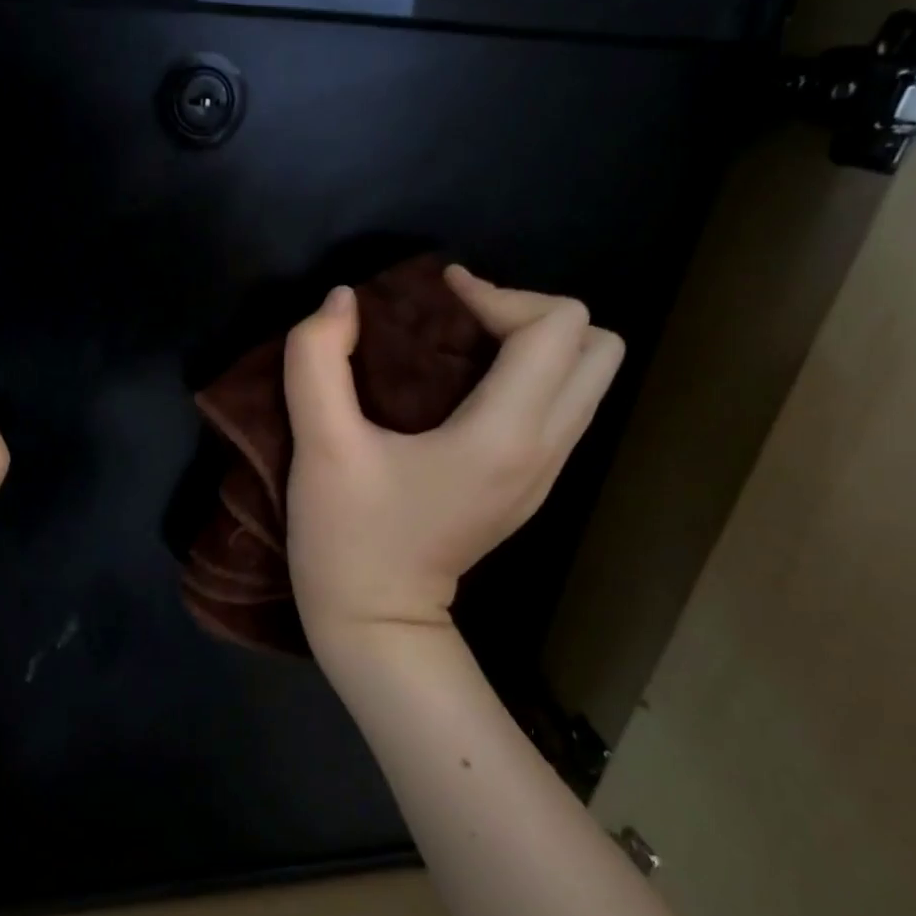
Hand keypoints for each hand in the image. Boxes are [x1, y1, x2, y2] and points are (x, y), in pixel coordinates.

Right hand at [282, 265, 622, 650]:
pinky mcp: (531, 487)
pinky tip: (464, 391)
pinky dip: (527, 379)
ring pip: (587, 378)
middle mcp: (545, 449)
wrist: (376, 623)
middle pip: (598, 345)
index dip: (498, 293)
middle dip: (532, 315)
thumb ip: (317, 361)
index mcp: (504, 435)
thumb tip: (342, 300)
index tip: (436, 299)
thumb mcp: (319, 447)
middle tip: (463, 322)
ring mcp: (546, 473)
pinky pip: (561, 408)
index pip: (556, 326)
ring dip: (534, 345)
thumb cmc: (347, 537)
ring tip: (463, 348)